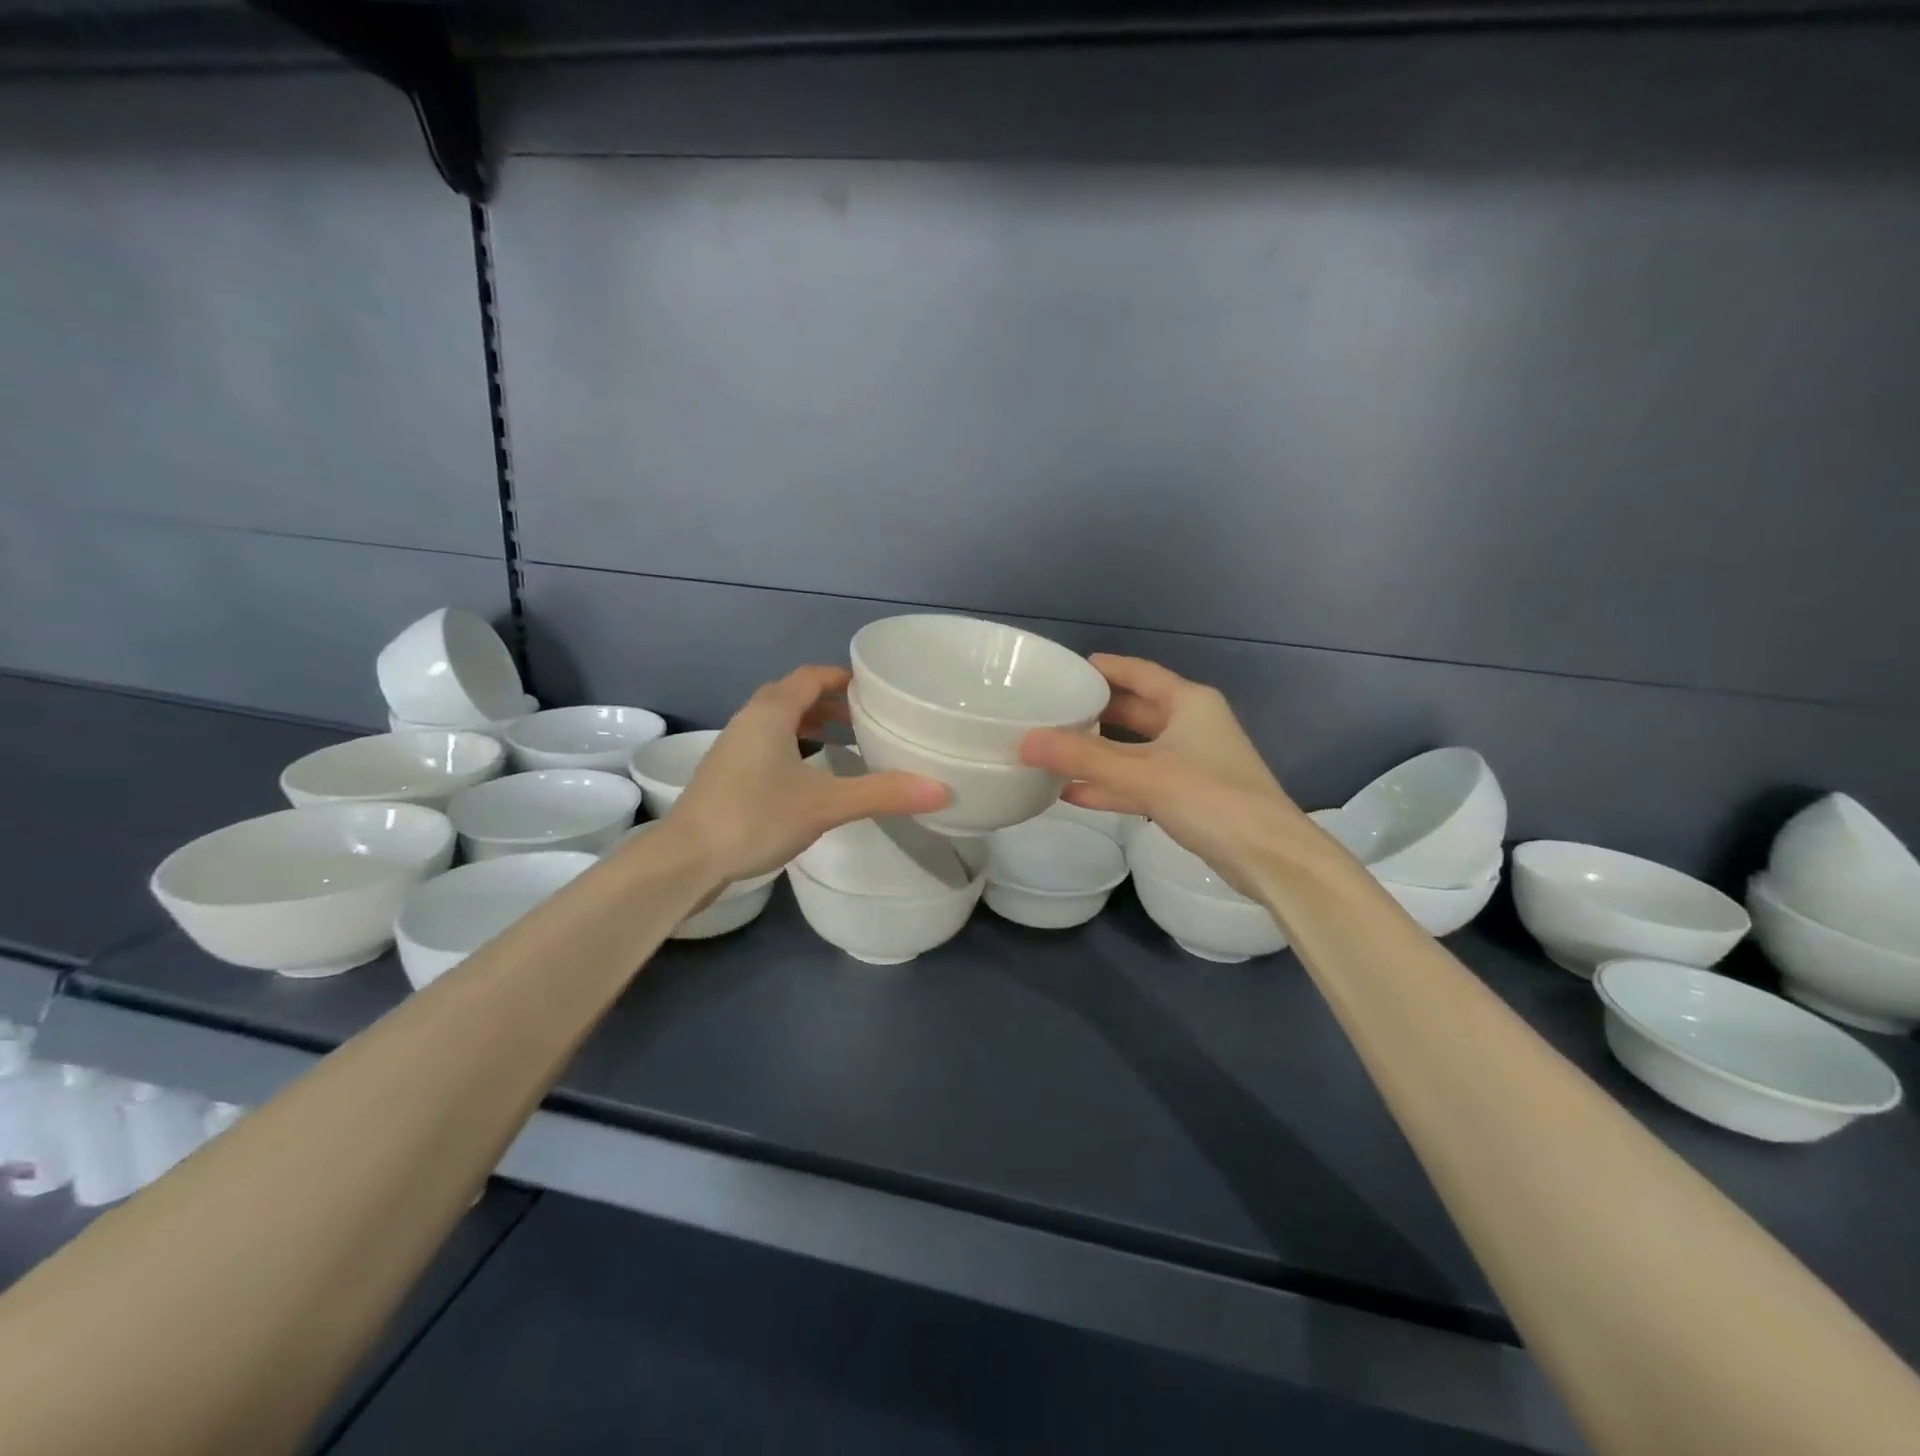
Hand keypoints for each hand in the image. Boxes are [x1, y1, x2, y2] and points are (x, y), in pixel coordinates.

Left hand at [663, 666, 948, 883]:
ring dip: (809, 724)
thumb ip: (882, 793)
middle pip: (793, 695)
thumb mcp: (826, 804)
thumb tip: (942, 790)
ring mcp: (732, 747)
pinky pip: (766, 744)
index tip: (873, 689)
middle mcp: (749, 720)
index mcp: (771, 712)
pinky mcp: (725, 773)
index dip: (842, 677)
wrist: (686, 859)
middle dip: (829, 702)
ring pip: (777, 721)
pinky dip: (792, 746)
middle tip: (865, 717)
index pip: (811, 676)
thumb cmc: (756, 817)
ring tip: (842, 742)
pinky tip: (807, 776)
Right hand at [1020, 655, 1303, 892]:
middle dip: (1095, 712)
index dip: (1104, 668)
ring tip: (1053, 750)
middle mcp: (1191, 725)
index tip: (1065, 668)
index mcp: (1188, 702)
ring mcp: (1191, 763)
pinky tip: (1073, 792)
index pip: (1139, 673)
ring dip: (1098, 753)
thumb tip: (1025, 741)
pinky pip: (1140, 782)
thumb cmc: (1211, 798)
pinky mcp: (1188, 797)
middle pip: (1134, 711)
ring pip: (1134, 750)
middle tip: (1051, 710)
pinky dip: (1111, 786)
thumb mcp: (1142, 774)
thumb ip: (1083, 758)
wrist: (1270, 857)